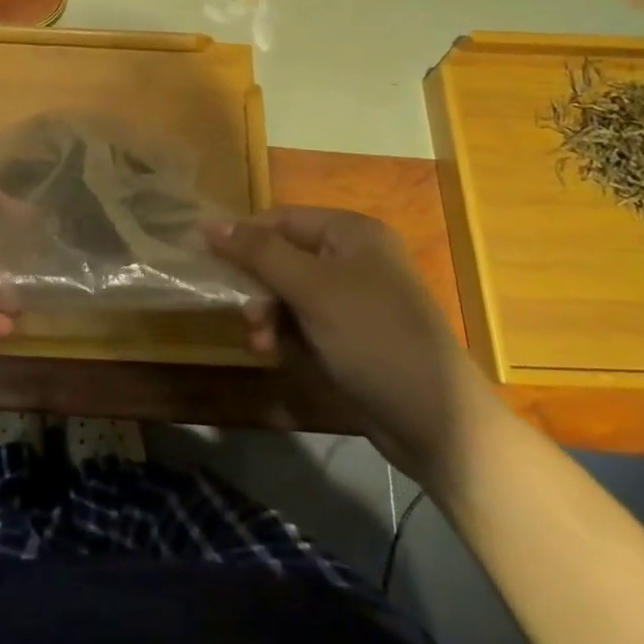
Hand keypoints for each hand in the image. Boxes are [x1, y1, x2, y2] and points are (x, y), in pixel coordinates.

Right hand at [208, 206, 506, 489]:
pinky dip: (286, 334)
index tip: (206, 260)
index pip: (281, 219)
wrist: (438, 423)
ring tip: (261, 344)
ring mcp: (354, 299)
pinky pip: (304, 321)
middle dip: (258, 287)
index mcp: (351, 233)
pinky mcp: (352, 336)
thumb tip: (209, 222)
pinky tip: (277, 355)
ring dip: (268, 315)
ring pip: (288, 293)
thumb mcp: (311, 289)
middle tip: (245, 317)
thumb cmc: (374, 338)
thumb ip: (258, 252)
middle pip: (283, 257)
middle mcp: (354, 257)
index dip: (243, 237)